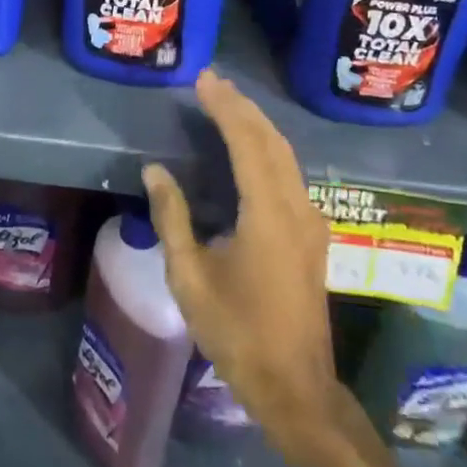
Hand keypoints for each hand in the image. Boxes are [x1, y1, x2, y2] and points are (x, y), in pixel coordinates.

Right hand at [144, 69, 340, 444]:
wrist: (294, 385)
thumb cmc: (236, 332)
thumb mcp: (190, 277)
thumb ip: (173, 218)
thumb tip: (155, 171)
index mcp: (268, 215)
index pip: (248, 144)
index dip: (225, 108)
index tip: (204, 81)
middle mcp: (297, 209)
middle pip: (272, 142)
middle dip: (243, 107)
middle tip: (212, 82)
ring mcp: (311, 222)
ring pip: (286, 156)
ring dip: (257, 126)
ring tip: (227, 103)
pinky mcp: (312, 236)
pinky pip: (290, 175)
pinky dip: (267, 149)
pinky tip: (250, 148)